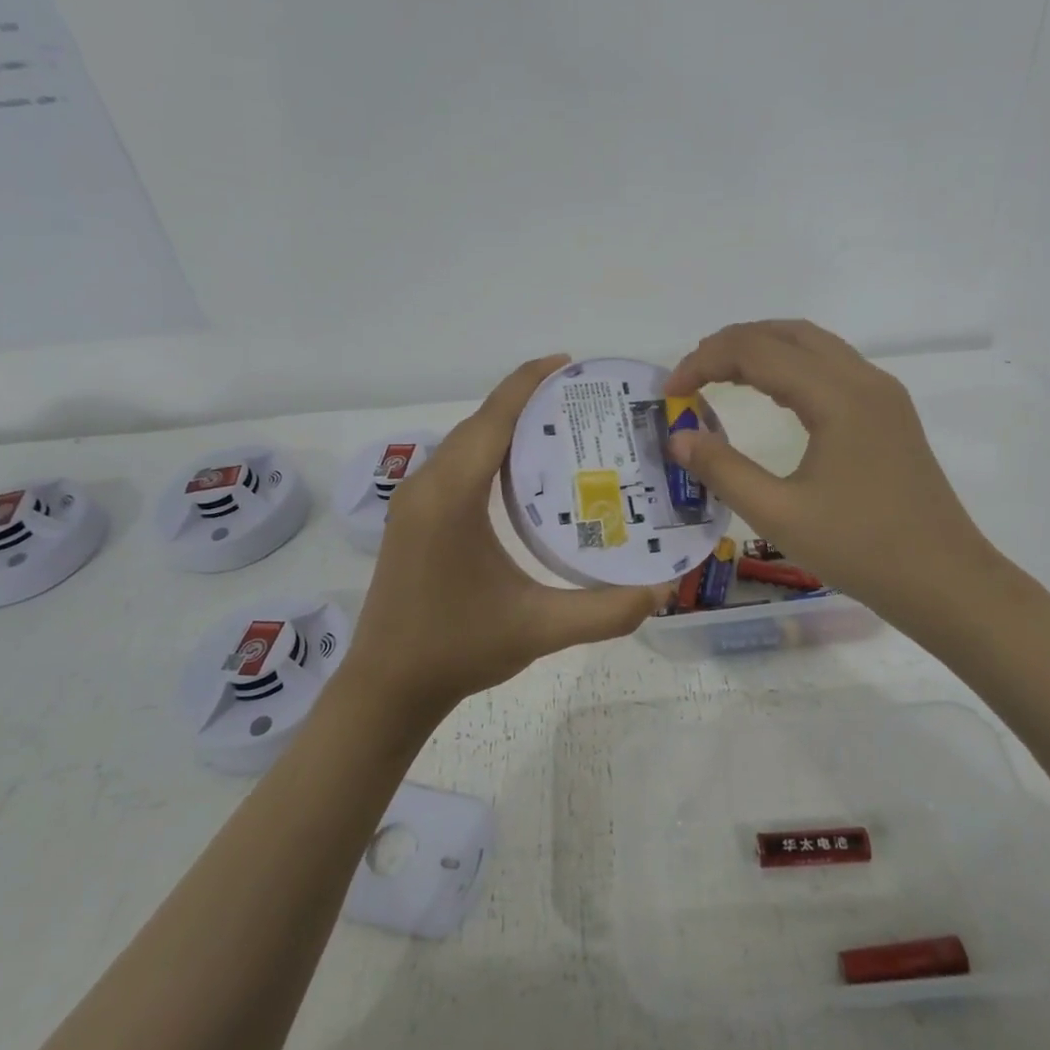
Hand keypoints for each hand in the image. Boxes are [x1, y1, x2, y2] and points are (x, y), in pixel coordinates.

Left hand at [345, 355, 669, 720]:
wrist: (387, 687)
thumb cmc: (457, 650)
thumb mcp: (538, 629)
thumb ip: (605, 611)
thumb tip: (663, 592)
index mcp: (451, 496)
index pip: (493, 418)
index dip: (529, 382)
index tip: (569, 363)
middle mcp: (426, 486)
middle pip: (480, 423)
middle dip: (527, 400)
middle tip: (585, 401)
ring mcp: (414, 501)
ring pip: (465, 443)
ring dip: (507, 426)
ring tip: (563, 426)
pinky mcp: (413, 518)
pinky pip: (455, 465)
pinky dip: (490, 451)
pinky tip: (524, 471)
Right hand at [663, 321, 1004, 628]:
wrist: (945, 581)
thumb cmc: (861, 550)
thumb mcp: (780, 515)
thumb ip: (723, 471)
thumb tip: (679, 437)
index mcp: (838, 397)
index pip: (757, 351)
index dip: (704, 361)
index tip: (669, 392)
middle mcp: (864, 379)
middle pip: (786, 333)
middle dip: (730, 344)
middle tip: (689, 376)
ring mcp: (882, 394)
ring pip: (812, 345)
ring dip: (761, 349)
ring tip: (719, 376)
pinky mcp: (889, 413)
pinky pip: (831, 366)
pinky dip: (789, 366)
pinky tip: (770, 394)